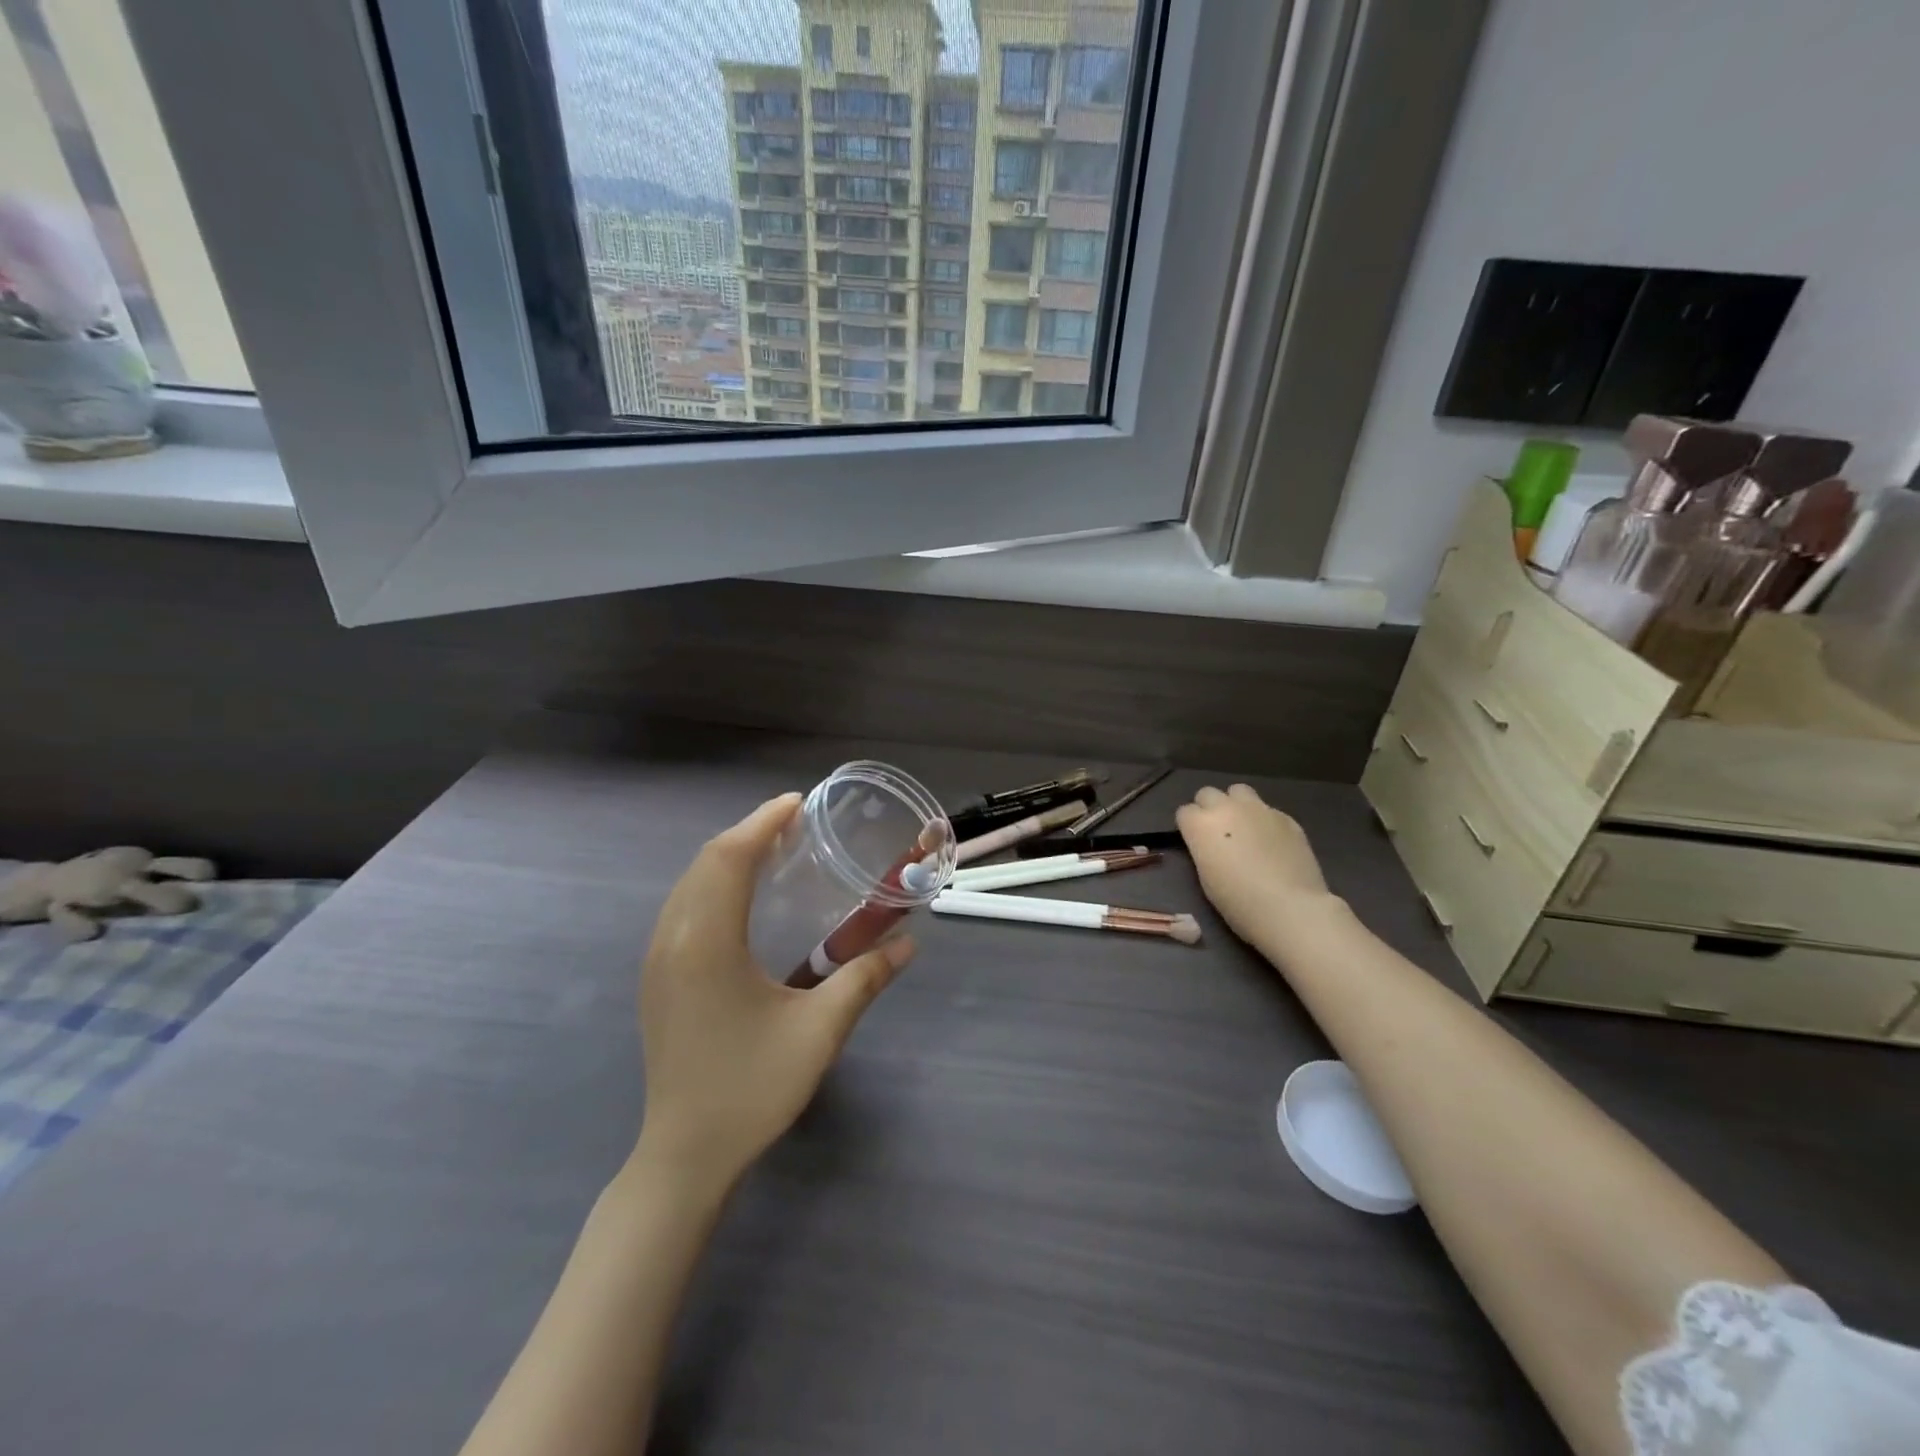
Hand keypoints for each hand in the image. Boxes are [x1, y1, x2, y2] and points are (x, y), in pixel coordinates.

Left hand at [635, 794, 914, 1194]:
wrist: (684, 1155)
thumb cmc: (752, 1088)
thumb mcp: (819, 1032)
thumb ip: (864, 979)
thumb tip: (908, 943)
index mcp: (707, 943)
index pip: (729, 858)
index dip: (762, 823)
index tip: (798, 803)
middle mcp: (673, 939)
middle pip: (706, 862)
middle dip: (748, 832)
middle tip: (795, 822)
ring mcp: (657, 959)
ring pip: (689, 883)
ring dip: (728, 856)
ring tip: (773, 848)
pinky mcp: (656, 978)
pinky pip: (682, 907)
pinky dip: (713, 882)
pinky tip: (742, 896)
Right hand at [1176, 784, 1335, 948]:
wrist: (1289, 908)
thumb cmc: (1238, 902)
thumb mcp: (1206, 877)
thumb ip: (1204, 849)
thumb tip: (1211, 844)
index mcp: (1200, 825)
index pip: (1184, 812)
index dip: (1189, 827)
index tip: (1197, 842)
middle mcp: (1226, 808)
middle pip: (1208, 793)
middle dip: (1209, 809)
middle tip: (1218, 833)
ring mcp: (1259, 809)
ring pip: (1239, 791)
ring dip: (1236, 805)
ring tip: (1245, 828)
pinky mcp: (1286, 817)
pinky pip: (1268, 810)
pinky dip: (1265, 821)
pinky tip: (1273, 843)